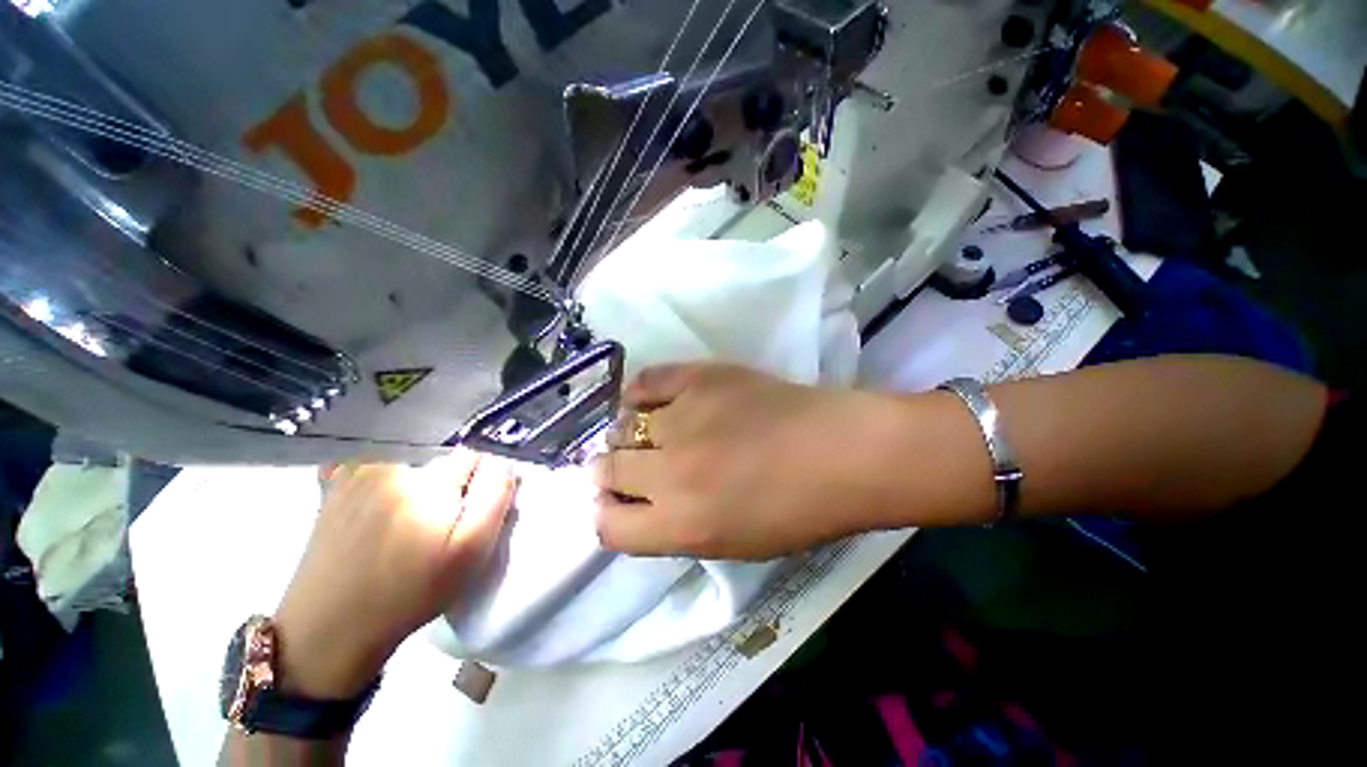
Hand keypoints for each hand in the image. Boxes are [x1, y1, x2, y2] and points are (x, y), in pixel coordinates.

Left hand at [273, 450, 514, 697]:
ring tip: (405, 526)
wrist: (329, 630)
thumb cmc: (410, 593)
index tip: (469, 513)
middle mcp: (393, 465)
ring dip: (416, 485)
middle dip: (449, 486)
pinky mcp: (333, 487)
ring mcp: (357, 473)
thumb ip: (494, 498)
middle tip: (436, 528)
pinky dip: (380, 478)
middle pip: (442, 461)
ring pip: (410, 463)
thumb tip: (502, 464)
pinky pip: (371, 464)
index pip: (474, 458)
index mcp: (429, 481)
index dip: (480, 484)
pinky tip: (375, 506)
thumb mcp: (470, 552)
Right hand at [592, 363, 890, 558]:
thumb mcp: (731, 543)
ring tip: (646, 433)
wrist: (840, 450)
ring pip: (622, 427)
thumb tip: (637, 505)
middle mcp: (669, 473)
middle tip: (625, 466)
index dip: (607, 516)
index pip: (609, 527)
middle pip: (606, 471)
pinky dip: (639, 392)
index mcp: (681, 525)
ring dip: (626, 435)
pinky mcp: (699, 378)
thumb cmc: (796, 510)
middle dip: (607, 473)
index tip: (616, 504)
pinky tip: (647, 400)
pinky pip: (647, 381)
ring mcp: (682, 419)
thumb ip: (675, 528)